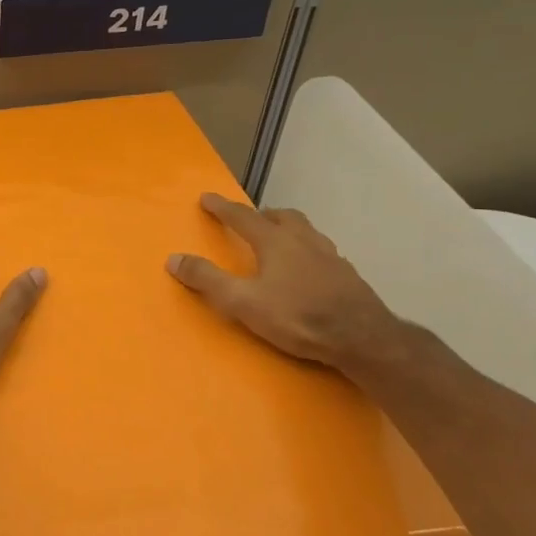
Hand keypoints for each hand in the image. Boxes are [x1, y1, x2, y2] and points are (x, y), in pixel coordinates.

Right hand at [166, 194, 398, 368]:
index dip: (222, 208)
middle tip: (250, 220)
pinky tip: (307, 270)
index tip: (207, 197)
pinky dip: (307, 251)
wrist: (362, 337)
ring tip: (279, 241)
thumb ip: (208, 280)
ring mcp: (330, 256)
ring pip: (306, 231)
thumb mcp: (243, 302)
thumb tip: (173, 258)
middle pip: (282, 216)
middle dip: (262, 215)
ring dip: (288, 229)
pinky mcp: (347, 275)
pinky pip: (322, 252)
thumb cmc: (297, 317)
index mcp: (276, 242)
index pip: (243, 217)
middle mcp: (304, 240)